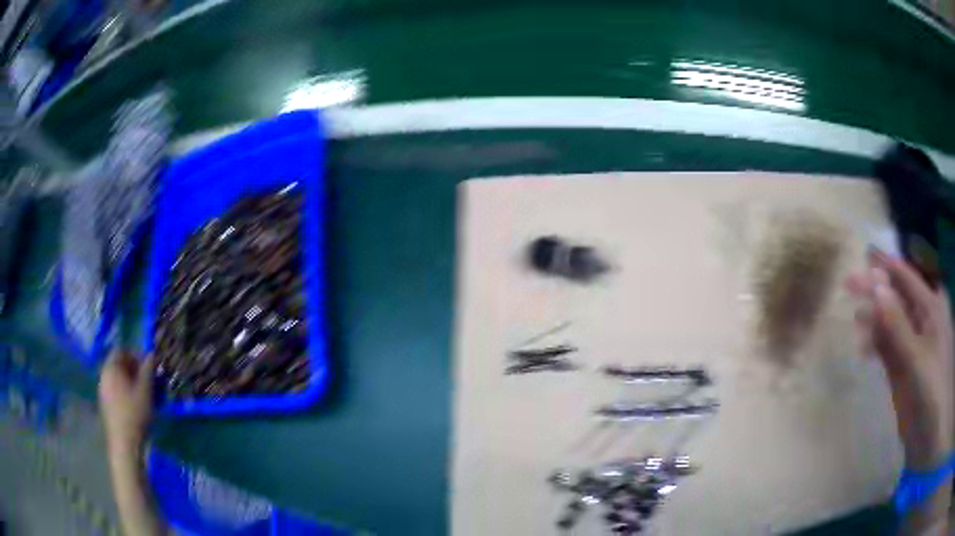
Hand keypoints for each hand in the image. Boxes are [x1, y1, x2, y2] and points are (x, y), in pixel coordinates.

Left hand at [99, 351, 154, 454]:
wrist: (124, 444)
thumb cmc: (135, 414)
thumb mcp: (146, 390)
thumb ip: (148, 369)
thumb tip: (152, 353)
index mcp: (111, 367)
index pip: (122, 350)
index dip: (136, 354)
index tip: (148, 366)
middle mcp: (103, 374)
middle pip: (118, 364)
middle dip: (133, 369)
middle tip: (147, 380)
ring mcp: (102, 390)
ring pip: (116, 378)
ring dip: (129, 381)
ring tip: (143, 394)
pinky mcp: (104, 404)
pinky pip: (114, 390)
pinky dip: (124, 392)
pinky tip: (134, 405)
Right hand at [847, 251, 952, 470]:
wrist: (933, 432)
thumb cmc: (934, 389)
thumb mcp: (917, 358)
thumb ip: (897, 324)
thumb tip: (876, 286)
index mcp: (930, 306)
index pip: (906, 276)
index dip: (885, 265)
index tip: (863, 255)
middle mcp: (922, 319)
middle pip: (897, 296)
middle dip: (875, 290)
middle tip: (850, 286)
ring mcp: (913, 345)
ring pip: (891, 323)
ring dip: (874, 319)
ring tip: (855, 320)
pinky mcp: (905, 369)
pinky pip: (888, 348)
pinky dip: (876, 345)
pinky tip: (864, 348)